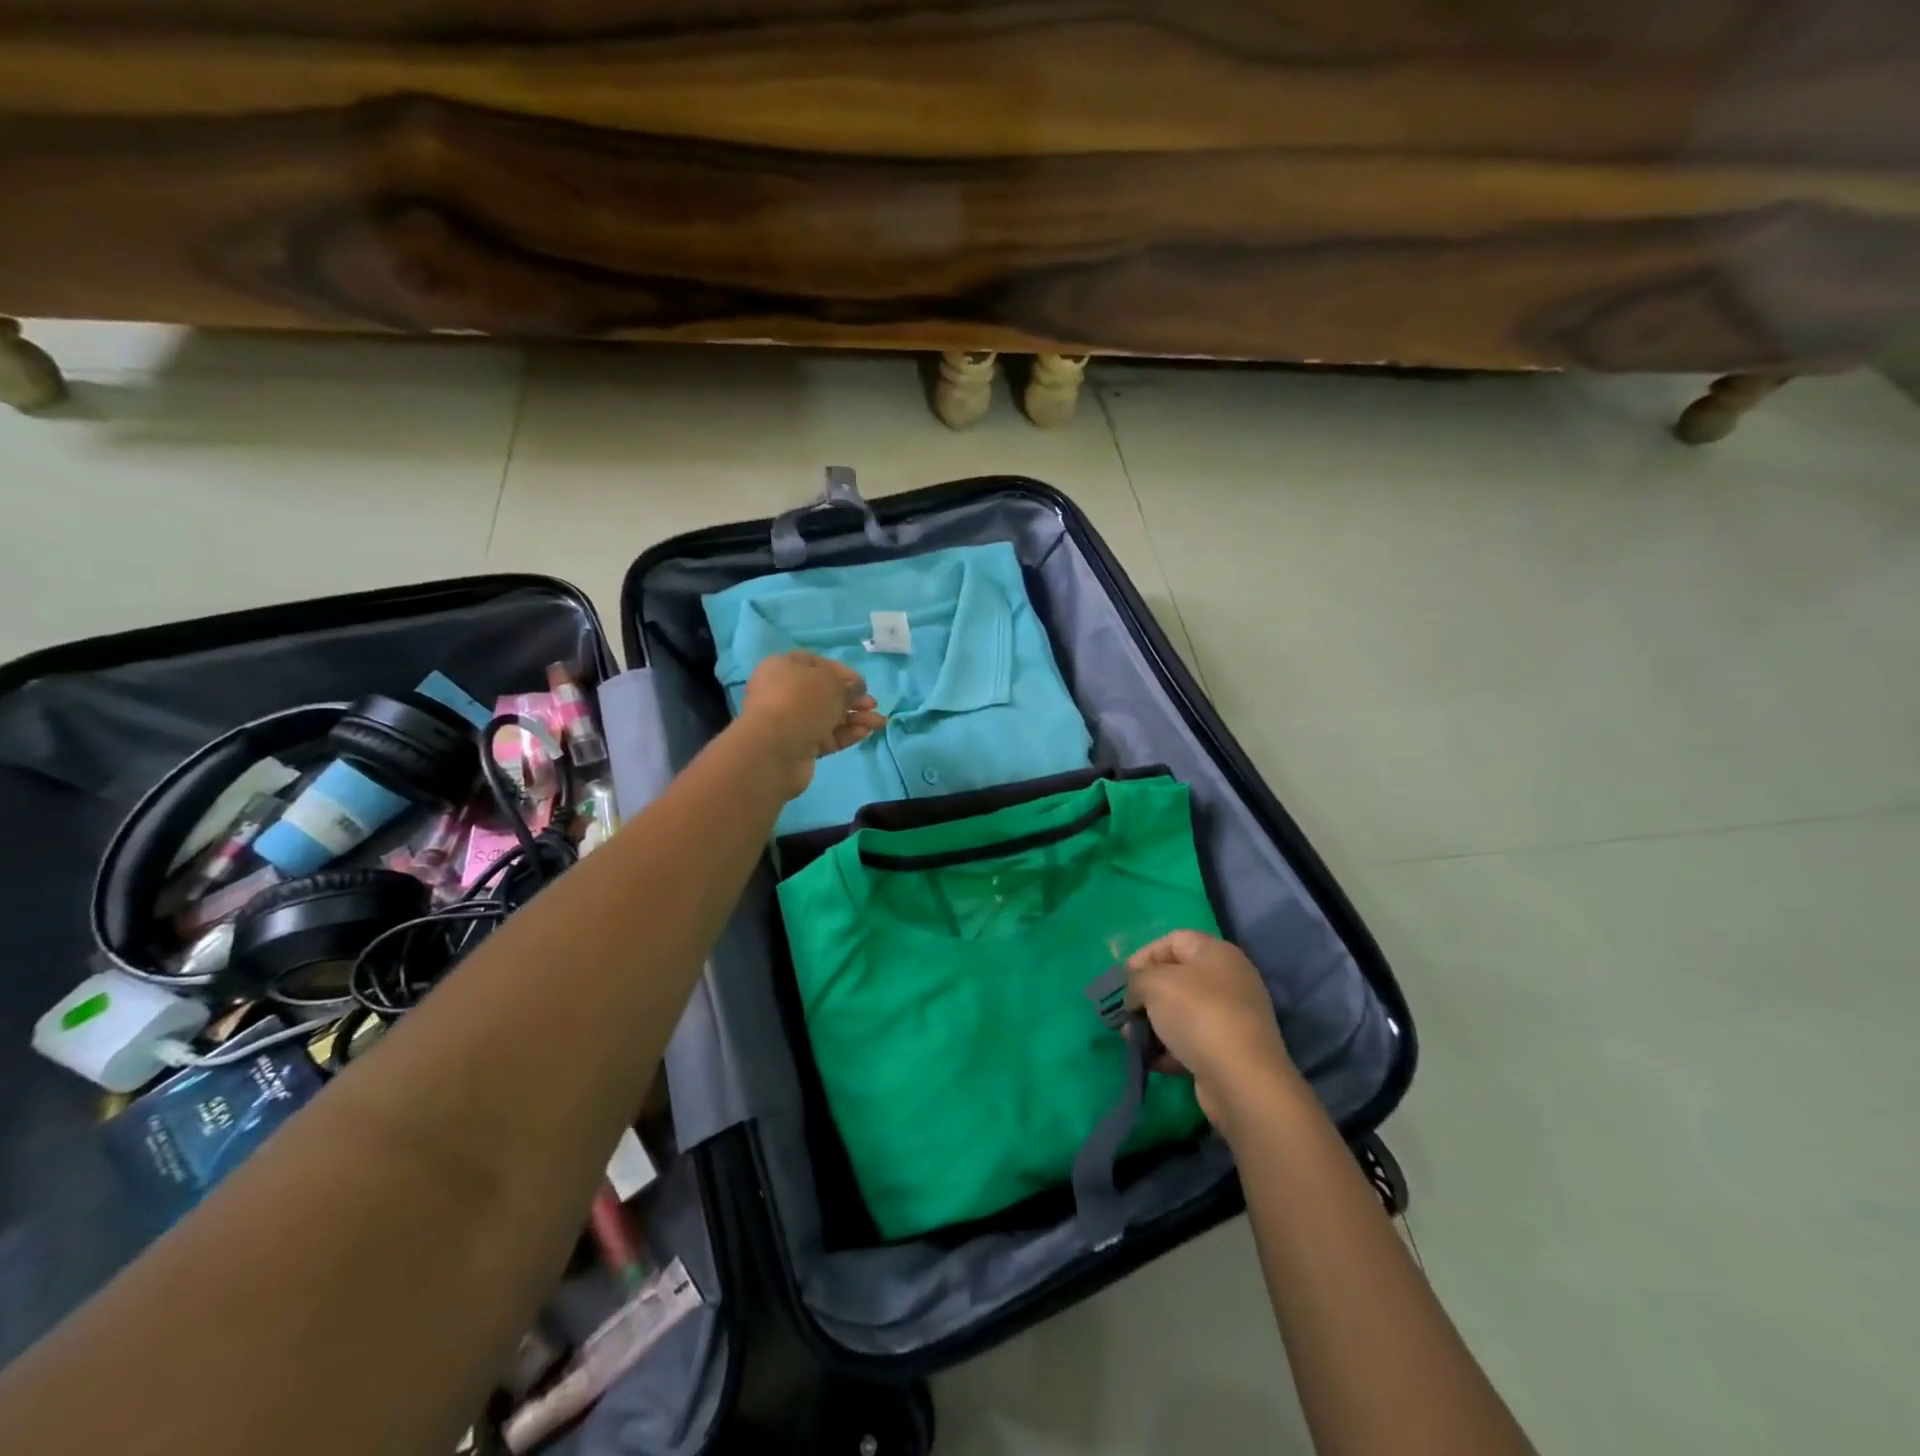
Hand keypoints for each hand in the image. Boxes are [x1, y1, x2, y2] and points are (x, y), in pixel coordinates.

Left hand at [739, 651, 887, 797]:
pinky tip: (865, 733)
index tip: (862, 684)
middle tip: (873, 705)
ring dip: (855, 718)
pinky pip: (826, 736)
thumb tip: (855, 689)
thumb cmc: (801, 702)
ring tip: (879, 722)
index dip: (842, 672)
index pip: (817, 664)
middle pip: (825, 693)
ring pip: (829, 716)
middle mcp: (784, 692)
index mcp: (784, 667)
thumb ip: (849, 685)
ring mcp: (791, 721)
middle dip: (852, 699)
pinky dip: (846, 734)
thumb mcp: (831, 683)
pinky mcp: (798, 746)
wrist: (774, 749)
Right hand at [1126, 930, 1300, 1125]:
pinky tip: (1152, 1060)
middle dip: (1146, 995)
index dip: (1144, 956)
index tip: (1123, 980)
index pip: (1173, 941)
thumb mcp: (1154, 984)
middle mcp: (1229, 979)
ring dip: (1154, 1024)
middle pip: (1177, 978)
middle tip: (1125, 1012)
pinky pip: (1193, 1040)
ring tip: (1133, 1040)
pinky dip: (1171, 1048)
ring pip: (1183, 1012)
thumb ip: (1136, 980)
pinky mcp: (1231, 1050)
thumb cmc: (1197, 1014)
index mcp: (1216, 953)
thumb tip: (1136, 994)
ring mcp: (1233, 1016)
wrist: (1241, 1079)